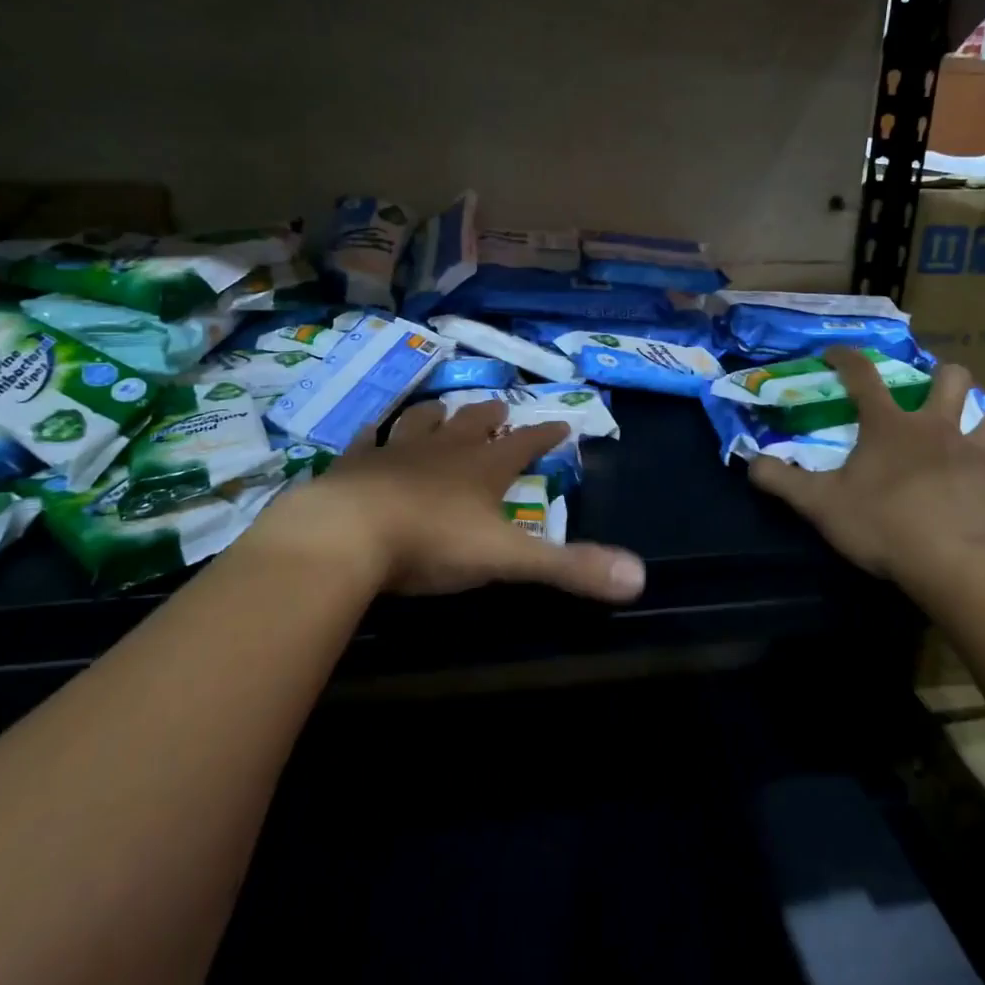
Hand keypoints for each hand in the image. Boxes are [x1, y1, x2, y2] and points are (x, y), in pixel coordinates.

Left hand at [272, 399, 646, 602]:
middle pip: (473, 423)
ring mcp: (395, 452)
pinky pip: (367, 440)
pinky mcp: (353, 464)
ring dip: (436, 414)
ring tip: (442, 408)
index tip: (562, 422)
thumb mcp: (507, 559)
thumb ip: (569, 567)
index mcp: (482, 469)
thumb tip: (639, 577)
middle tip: (501, 407)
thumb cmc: (431, 543)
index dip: (545, 435)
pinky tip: (373, 432)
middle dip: (491, 416)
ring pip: (422, 421)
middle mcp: (443, 450)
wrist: (345, 535)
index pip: (525, 445)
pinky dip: (375, 434)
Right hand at [749, 350, 984, 599]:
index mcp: (889, 426)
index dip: (846, 357)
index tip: (834, 352)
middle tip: (936, 389)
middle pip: (950, 380)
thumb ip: (780, 480)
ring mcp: (980, 453)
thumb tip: (749, 462)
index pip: (862, 376)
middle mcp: (937, 427)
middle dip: (944, 376)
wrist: (951, 563)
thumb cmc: (881, 525)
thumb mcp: (818, 505)